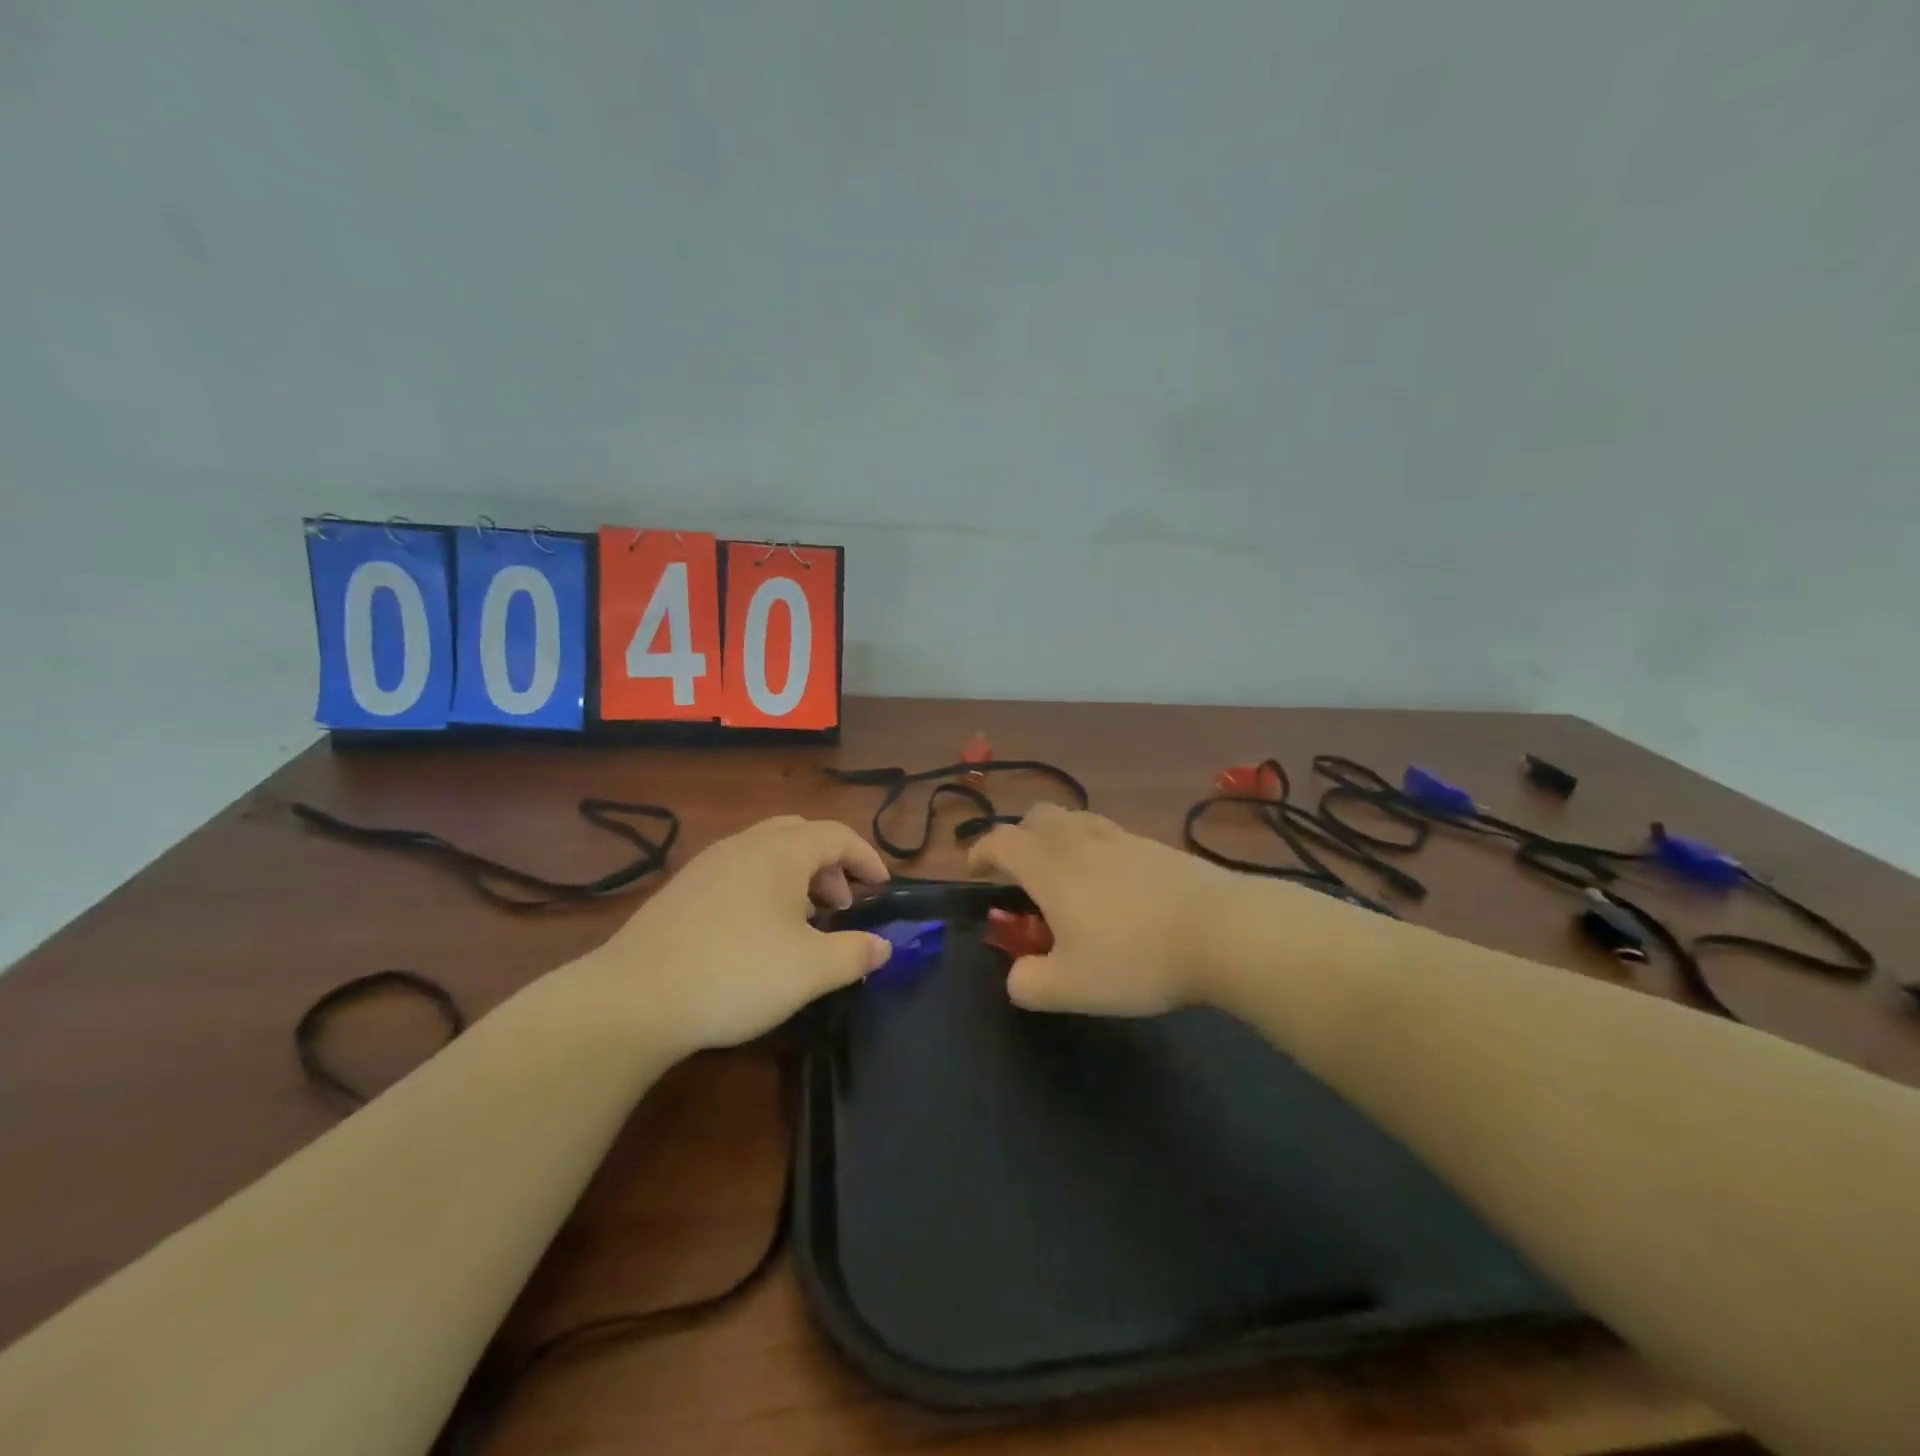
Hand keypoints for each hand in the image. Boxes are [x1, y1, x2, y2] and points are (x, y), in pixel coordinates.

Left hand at [580, 816, 892, 1051]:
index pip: (837, 835)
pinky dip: (764, 887)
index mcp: (782, 851)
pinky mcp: (683, 889)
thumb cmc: (737, 973)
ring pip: (767, 852)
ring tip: (803, 921)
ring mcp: (709, 864)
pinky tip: (757, 933)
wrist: (634, 998)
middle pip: (801, 835)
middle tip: (842, 905)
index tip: (882, 888)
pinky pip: (739, 871)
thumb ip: (855, 953)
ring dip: (797, 877)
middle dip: (830, 864)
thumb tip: (884, 947)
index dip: (866, 858)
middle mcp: (746, 844)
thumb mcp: (811, 970)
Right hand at [966, 804, 1245, 1015]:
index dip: (980, 851)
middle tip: (1021, 872)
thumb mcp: (1072, 988)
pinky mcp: (1156, 846)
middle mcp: (1081, 841)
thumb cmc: (1137, 958)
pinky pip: (1110, 833)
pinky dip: (1094, 847)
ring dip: (1058, 837)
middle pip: (1038, 816)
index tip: (975, 871)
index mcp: (1051, 868)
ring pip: (1076, 819)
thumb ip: (1029, 984)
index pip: (1001, 841)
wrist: (1224, 931)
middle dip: (1020, 837)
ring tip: (1066, 874)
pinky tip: (1113, 884)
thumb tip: (1017, 976)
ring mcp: (1122, 838)